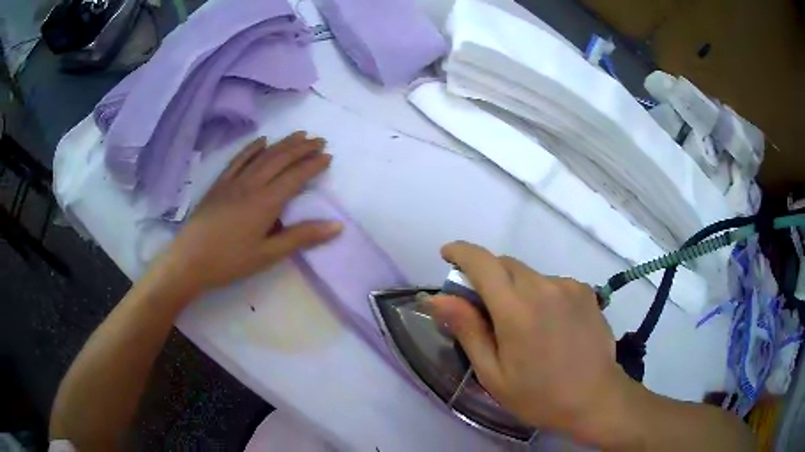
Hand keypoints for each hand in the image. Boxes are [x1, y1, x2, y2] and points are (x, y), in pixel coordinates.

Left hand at [162, 132, 342, 296]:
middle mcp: (251, 185)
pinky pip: (238, 160)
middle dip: (301, 148)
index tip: (328, 156)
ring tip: (298, 135)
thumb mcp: (268, 255)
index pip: (295, 177)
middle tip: (319, 140)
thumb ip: (302, 237)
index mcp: (265, 202)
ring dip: (282, 143)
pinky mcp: (219, 184)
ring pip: (262, 156)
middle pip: (280, 159)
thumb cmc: (230, 261)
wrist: (190, 260)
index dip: (313, 165)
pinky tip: (261, 140)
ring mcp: (233, 181)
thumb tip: (336, 225)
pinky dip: (252, 148)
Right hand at [431, 241, 634, 444]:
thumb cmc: (538, 395)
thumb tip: (436, 298)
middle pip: (505, 264)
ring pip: (528, 274)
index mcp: (516, 309)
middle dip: (487, 276)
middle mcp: (543, 287)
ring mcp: (568, 286)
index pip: (482, 262)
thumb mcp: (493, 373)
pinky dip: (539, 294)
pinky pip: (551, 283)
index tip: (447, 255)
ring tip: (521, 325)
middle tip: (484, 309)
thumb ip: (467, 330)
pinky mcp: (585, 291)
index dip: (460, 252)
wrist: (595, 398)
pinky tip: (548, 324)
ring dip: (514, 288)